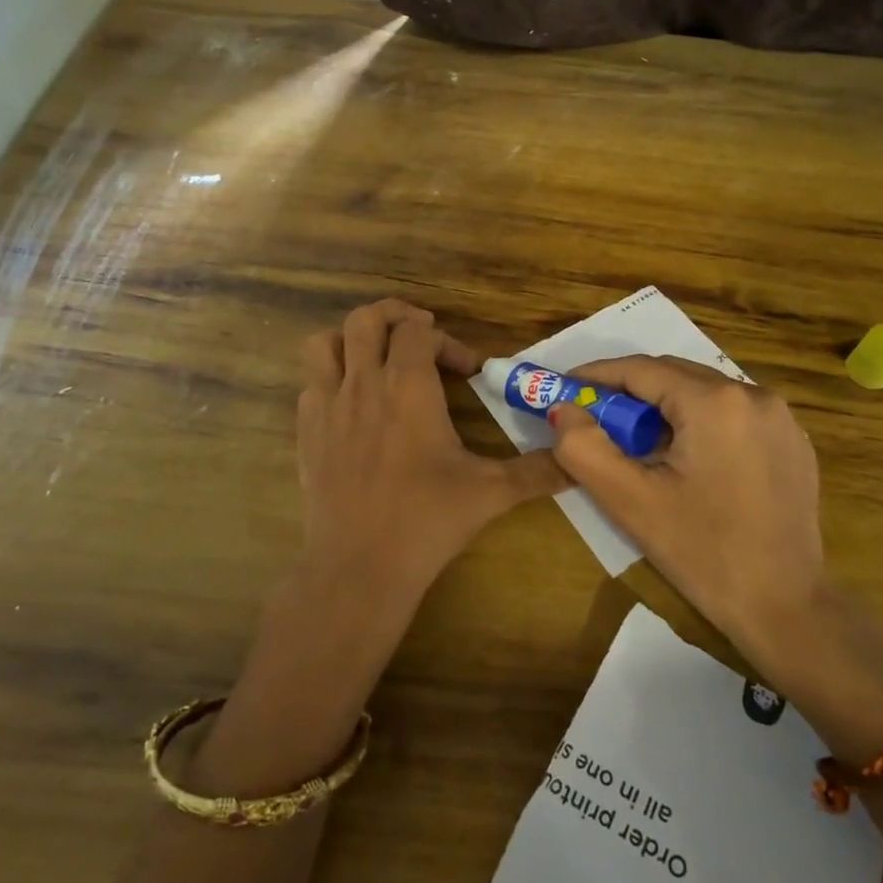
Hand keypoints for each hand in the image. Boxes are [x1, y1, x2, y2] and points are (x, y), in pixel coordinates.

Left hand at [297, 300, 566, 601]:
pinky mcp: (305, 432)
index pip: (418, 330)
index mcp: (407, 386)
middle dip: (395, 316)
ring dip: (351, 339)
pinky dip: (332, 379)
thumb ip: (538, 471)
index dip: (446, 341)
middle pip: (366, 319)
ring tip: (377, 356)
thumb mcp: (491, 492)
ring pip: (325, 343)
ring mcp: (327, 406)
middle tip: (419, 334)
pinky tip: (354, 407)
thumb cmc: (426, 520)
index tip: (468, 371)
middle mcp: (363, 383)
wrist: (360, 567)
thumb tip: (576, 459)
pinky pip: (312, 384)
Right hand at [547, 356, 827, 677]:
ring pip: (704, 394)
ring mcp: (781, 418)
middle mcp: (754, 395)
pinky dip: (698, 424)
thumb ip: (583, 448)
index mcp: (715, 402)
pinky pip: (732, 415)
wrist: (785, 609)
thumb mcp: (630, 501)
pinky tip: (684, 460)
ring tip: (636, 443)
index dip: (597, 377)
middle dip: (629, 392)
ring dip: (664, 408)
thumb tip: (562, 409)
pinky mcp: (793, 443)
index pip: (642, 370)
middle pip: (675, 376)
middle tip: (593, 419)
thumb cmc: (703, 553)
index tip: (565, 389)